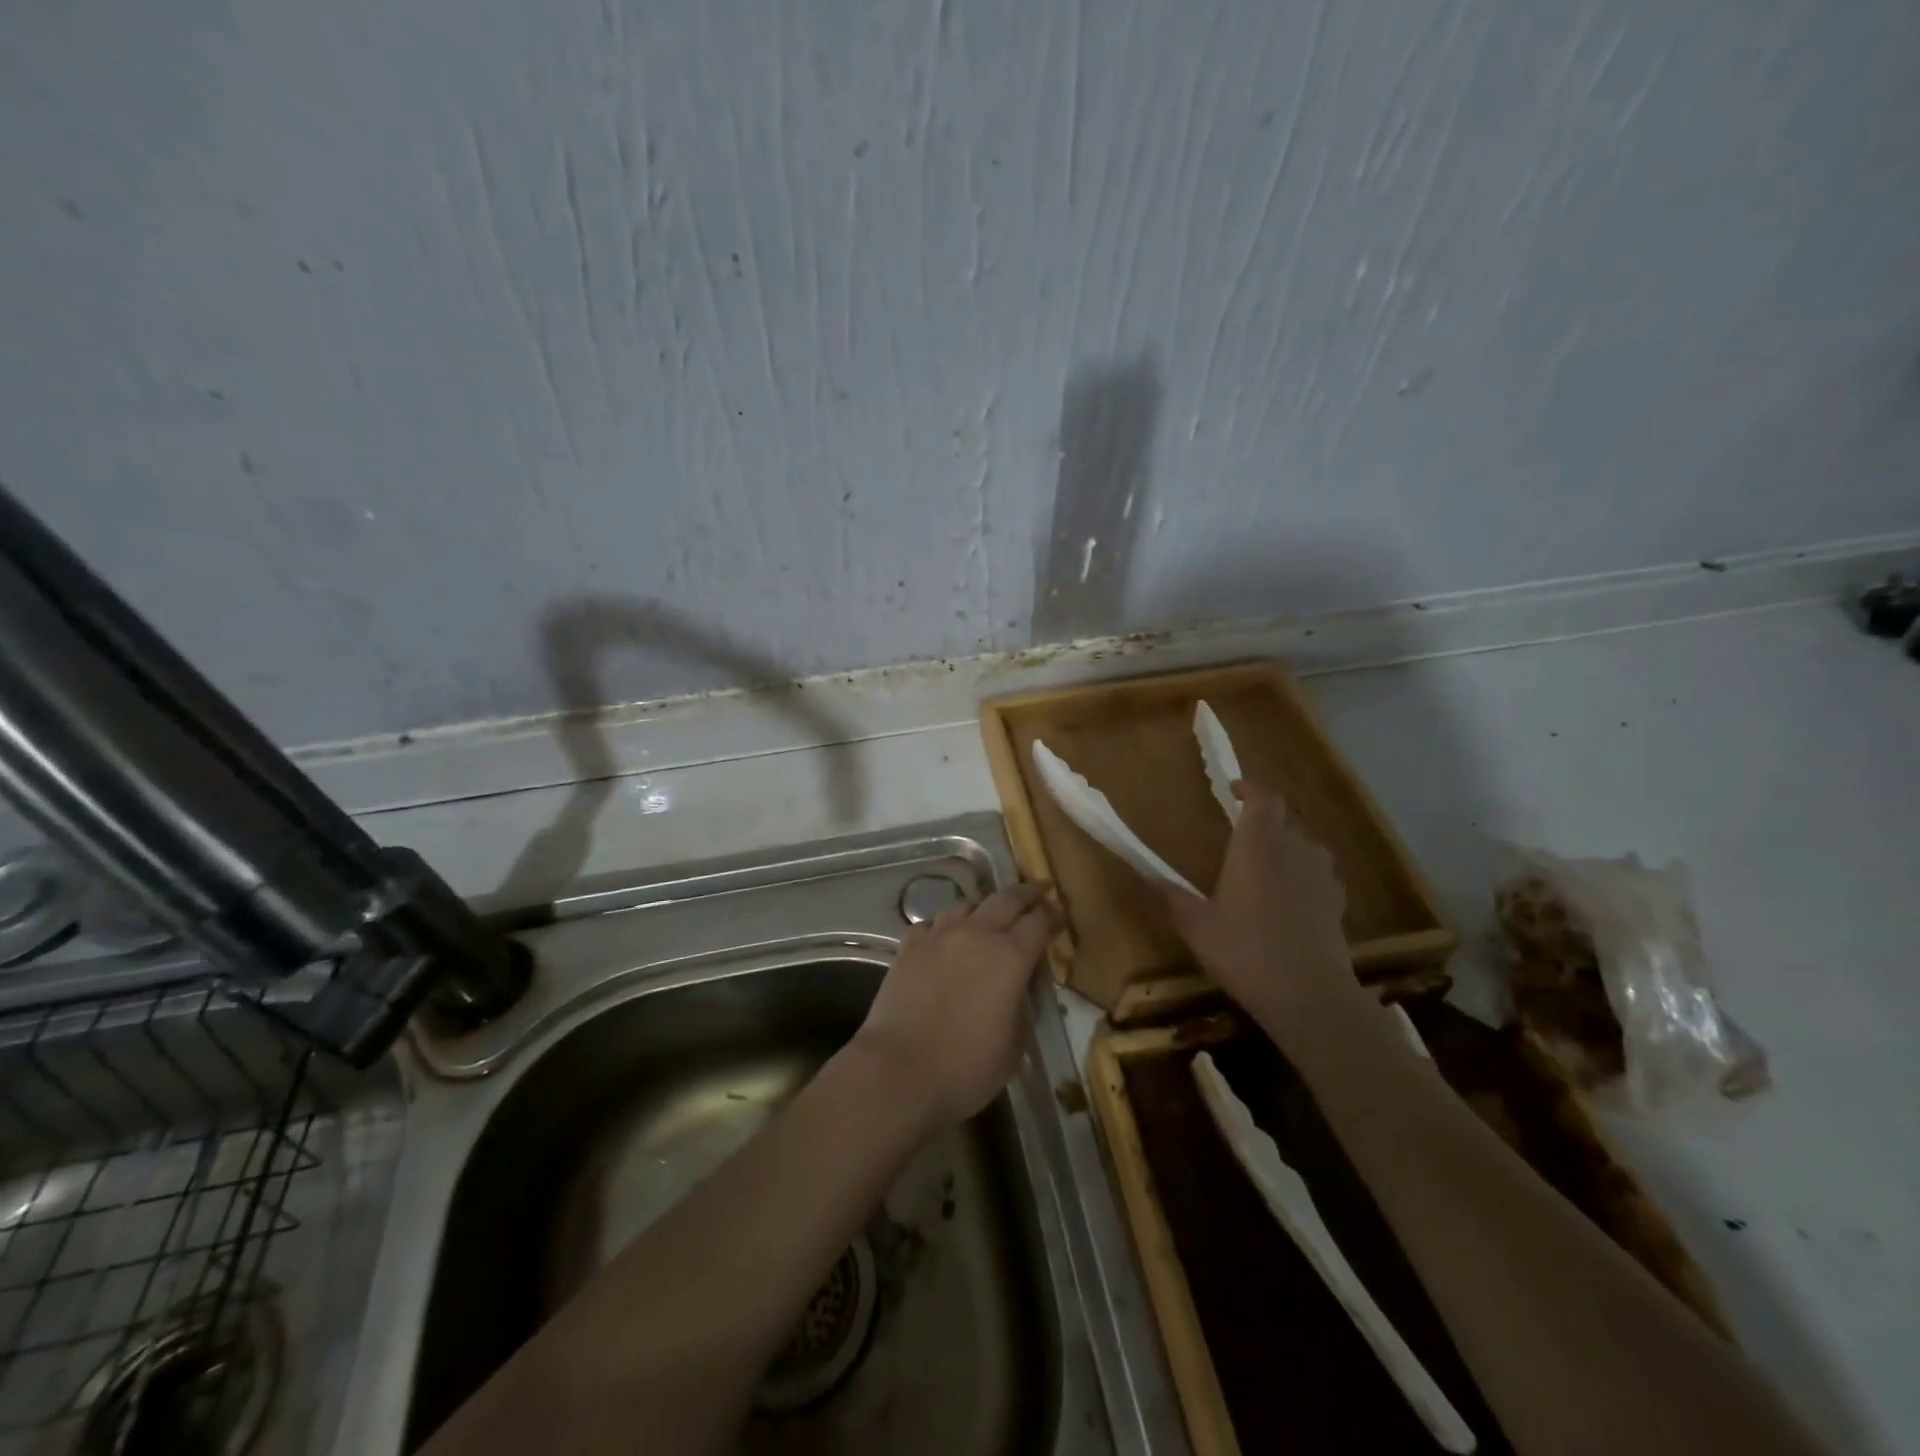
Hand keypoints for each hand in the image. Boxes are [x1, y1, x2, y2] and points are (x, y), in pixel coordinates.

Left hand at [853, 882, 1060, 1128]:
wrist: (899, 1070)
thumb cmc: (966, 1067)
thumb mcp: (1014, 1045)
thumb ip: (1020, 1005)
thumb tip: (1016, 988)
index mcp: (1011, 957)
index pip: (1039, 923)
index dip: (1053, 915)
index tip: (1061, 911)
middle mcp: (977, 934)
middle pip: (1007, 899)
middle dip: (1027, 892)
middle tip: (1040, 888)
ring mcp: (939, 935)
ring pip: (967, 904)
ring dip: (984, 906)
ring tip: (990, 912)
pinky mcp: (909, 946)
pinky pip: (932, 924)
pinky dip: (945, 926)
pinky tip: (944, 937)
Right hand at [1158, 781, 1361, 1031]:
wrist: (1308, 994)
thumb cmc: (1244, 951)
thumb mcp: (1196, 926)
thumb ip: (1171, 896)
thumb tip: (1146, 875)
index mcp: (1256, 846)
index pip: (1263, 799)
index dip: (1250, 788)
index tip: (1234, 790)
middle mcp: (1292, 850)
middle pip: (1285, 815)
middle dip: (1265, 814)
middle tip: (1243, 826)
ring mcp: (1320, 874)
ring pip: (1306, 841)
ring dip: (1287, 840)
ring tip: (1267, 858)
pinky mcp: (1336, 900)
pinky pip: (1320, 869)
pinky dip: (1305, 868)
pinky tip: (1293, 891)